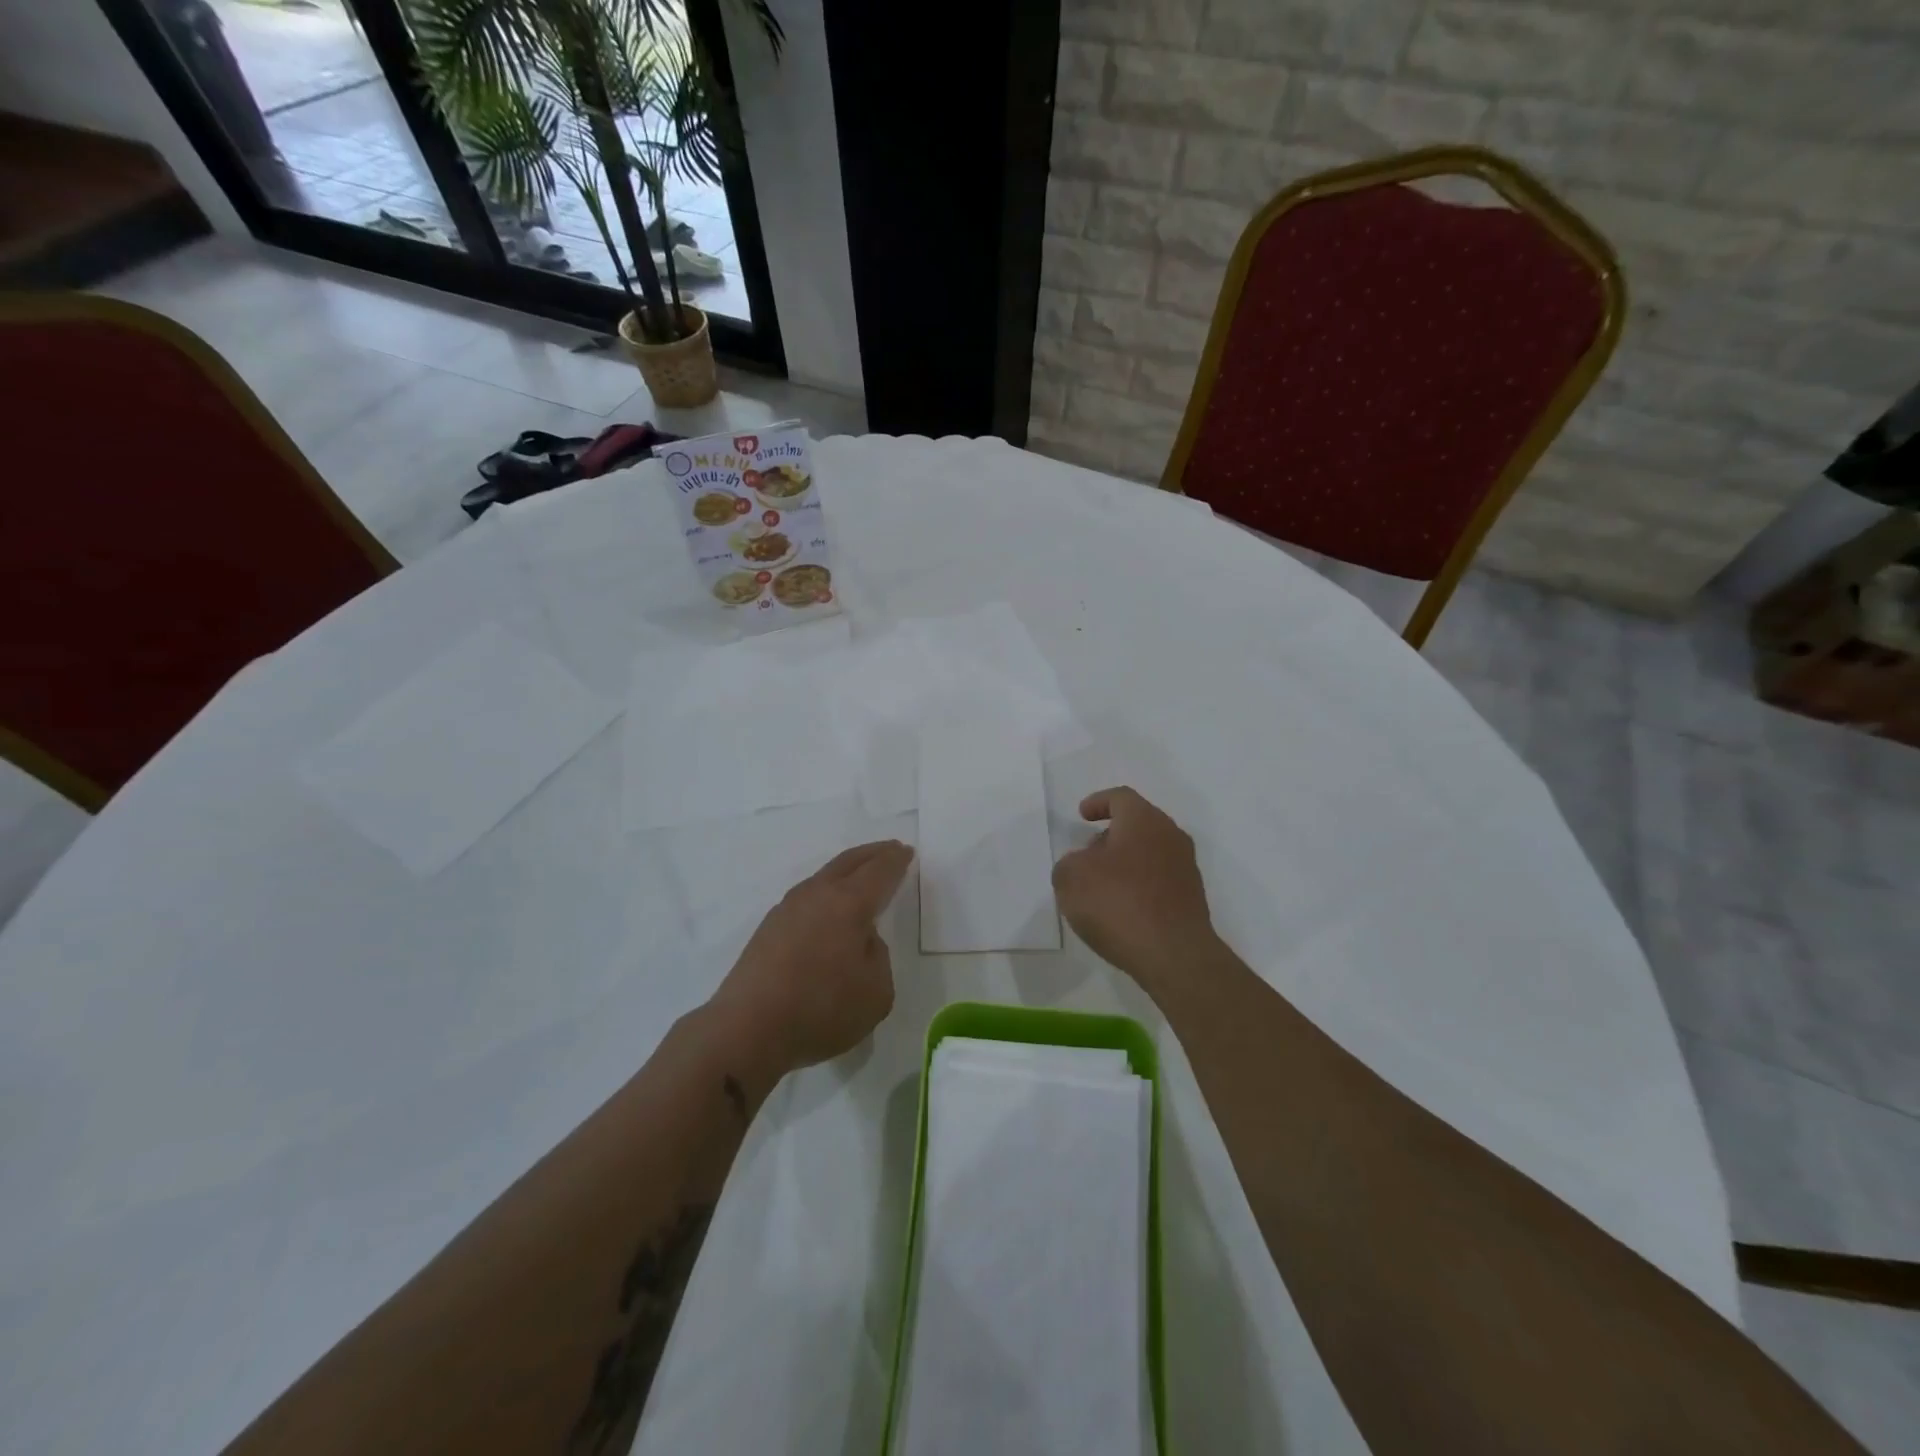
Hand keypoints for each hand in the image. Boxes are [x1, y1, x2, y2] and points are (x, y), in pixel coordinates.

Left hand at [708, 840, 914, 1075]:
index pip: (879, 871)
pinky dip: (826, 893)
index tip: (906, 852)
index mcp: (849, 903)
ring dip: (847, 871)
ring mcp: (787, 909)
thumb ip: (878, 957)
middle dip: (873, 854)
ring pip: (824, 877)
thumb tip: (861, 941)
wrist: (747, 1028)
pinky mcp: (768, 928)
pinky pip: (807, 897)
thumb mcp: (876, 992)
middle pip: (849, 862)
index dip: (896, 861)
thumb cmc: (820, 1009)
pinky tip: (828, 909)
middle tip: (890, 849)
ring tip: (860, 876)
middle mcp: (817, 895)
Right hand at [1052, 788, 1219, 984]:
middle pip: (1138, 824)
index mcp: (1144, 821)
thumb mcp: (1071, 879)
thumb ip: (1068, 864)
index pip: (1121, 798)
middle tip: (1087, 854)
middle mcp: (1170, 837)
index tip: (1082, 815)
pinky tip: (1121, 910)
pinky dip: (1138, 886)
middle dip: (1110, 836)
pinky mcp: (1191, 899)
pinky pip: (1158, 881)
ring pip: (1150, 853)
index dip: (1098, 802)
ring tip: (1100, 887)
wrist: (1174, 956)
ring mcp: (1186, 869)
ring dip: (1125, 863)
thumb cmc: (1118, 904)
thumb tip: (1082, 865)